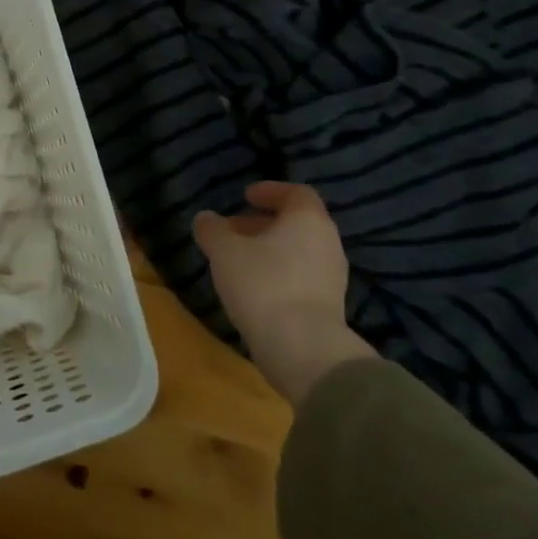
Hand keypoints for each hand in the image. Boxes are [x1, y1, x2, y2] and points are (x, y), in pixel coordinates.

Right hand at [193, 182, 372, 406]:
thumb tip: (206, 218)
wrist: (302, 347)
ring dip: (269, 249)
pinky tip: (253, 287)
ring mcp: (332, 276)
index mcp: (308, 220)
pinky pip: (301, 276)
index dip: (270, 191)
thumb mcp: (224, 252)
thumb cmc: (262, 284)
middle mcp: (327, 242)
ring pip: (298, 251)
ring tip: (237, 260)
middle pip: (297, 223)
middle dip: (263, 223)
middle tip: (233, 229)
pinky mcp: (328, 304)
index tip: (245, 196)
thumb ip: (212, 230)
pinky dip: (278, 272)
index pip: (296, 193)